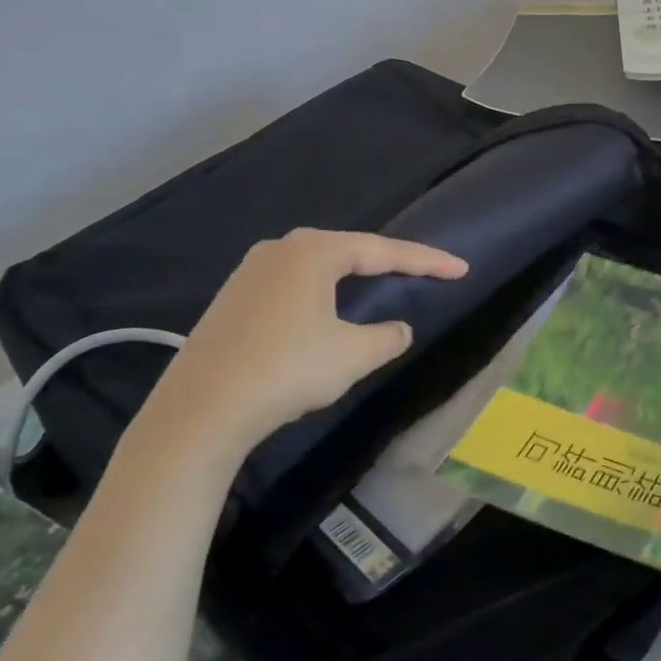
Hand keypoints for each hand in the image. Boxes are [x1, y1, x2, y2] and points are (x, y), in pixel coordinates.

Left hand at [137, 229, 467, 467]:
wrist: (199, 411)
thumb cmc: (285, 371)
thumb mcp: (352, 355)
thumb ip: (387, 337)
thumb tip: (398, 329)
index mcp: (313, 252)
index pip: (383, 251)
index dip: (426, 261)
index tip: (460, 268)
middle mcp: (280, 250)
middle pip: (349, 251)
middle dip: (390, 262)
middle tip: (425, 272)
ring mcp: (250, 272)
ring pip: (319, 267)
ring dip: (354, 276)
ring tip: (383, 283)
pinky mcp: (233, 299)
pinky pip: (294, 285)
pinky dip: (323, 292)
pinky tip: (328, 309)